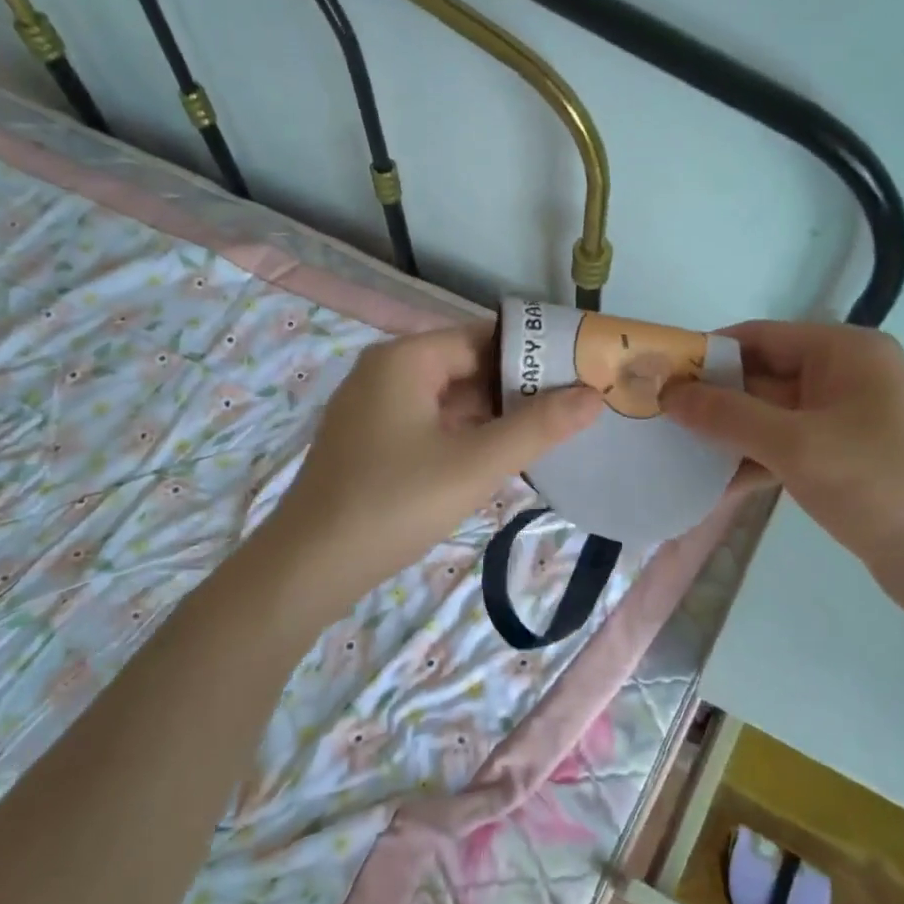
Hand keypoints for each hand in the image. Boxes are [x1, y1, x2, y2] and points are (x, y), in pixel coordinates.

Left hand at [259, 324, 601, 609]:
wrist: (311, 565)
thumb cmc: (396, 503)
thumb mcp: (475, 464)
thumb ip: (538, 427)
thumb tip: (592, 394)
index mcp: (406, 359)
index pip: (484, 337)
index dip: (533, 353)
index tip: (579, 374)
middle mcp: (385, 372)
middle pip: (465, 366)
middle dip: (516, 388)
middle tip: (571, 410)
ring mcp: (373, 409)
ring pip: (447, 399)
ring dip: (492, 415)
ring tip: (545, 435)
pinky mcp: (370, 443)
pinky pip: (428, 424)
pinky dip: (463, 435)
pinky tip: (495, 458)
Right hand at [662, 321, 903, 618]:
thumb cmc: (880, 486)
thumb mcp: (796, 445)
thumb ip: (727, 415)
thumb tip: (667, 391)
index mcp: (845, 353)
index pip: (758, 337)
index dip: (705, 354)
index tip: (656, 378)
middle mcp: (847, 377)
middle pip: (763, 376)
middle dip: (712, 400)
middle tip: (655, 421)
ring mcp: (848, 422)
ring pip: (771, 417)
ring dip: (728, 436)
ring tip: (674, 454)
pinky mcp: (846, 461)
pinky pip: (788, 449)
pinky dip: (754, 463)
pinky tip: (714, 487)